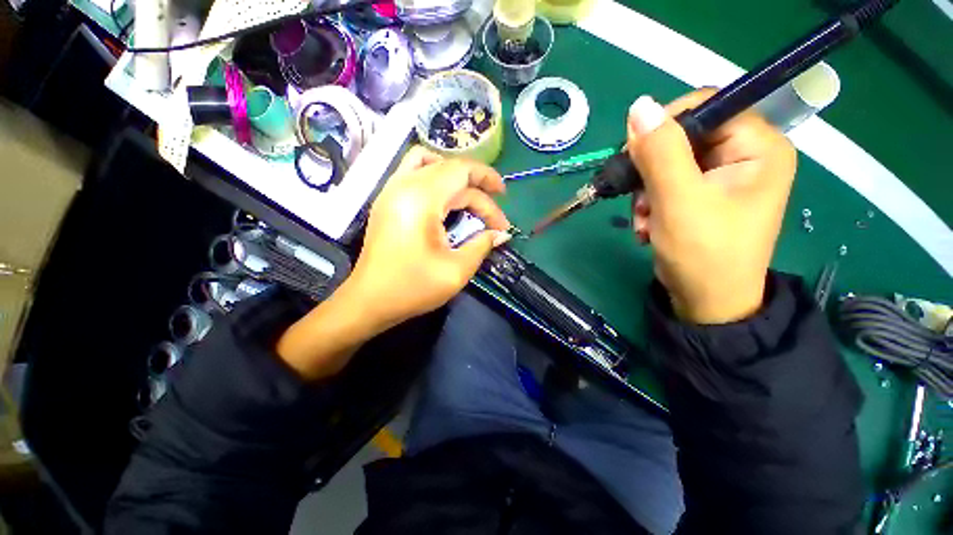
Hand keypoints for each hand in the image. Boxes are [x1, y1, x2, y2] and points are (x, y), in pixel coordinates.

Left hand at [349, 146, 510, 331]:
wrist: (369, 301)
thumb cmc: (412, 288)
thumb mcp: (456, 271)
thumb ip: (482, 245)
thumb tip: (500, 234)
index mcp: (421, 199)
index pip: (460, 170)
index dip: (487, 177)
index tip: (505, 197)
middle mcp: (403, 185)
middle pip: (449, 171)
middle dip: (477, 191)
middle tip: (492, 219)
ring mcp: (390, 190)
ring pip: (430, 164)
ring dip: (455, 178)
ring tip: (471, 201)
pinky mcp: (387, 200)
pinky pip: (413, 172)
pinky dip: (435, 178)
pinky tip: (445, 201)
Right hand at [627, 90, 796, 323]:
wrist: (706, 301)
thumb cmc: (703, 253)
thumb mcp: (678, 200)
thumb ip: (660, 152)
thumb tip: (639, 106)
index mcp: (758, 147)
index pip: (708, 106)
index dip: (666, 124)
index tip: (633, 153)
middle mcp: (745, 156)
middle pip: (684, 137)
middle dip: (651, 169)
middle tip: (638, 198)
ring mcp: (723, 177)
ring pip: (669, 162)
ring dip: (647, 191)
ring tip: (644, 220)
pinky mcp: (704, 195)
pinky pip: (668, 183)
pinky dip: (651, 203)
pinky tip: (648, 226)